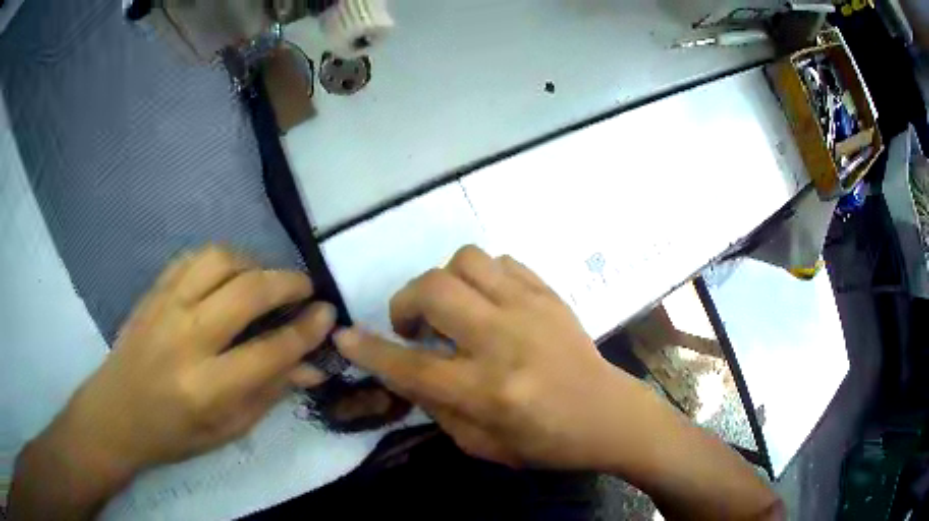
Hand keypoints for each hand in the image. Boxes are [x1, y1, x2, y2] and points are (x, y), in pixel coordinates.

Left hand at [50, 246, 333, 474]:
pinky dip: (222, 259)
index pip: (270, 351)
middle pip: (247, 292)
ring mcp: (165, 307)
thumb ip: (269, 393)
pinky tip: (229, 275)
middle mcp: (186, 339)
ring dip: (254, 263)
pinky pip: (194, 257)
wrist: (117, 412)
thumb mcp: (228, 428)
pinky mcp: (154, 291)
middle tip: (306, 288)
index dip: (307, 330)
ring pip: (220, 259)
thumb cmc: (175, 432)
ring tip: (265, 280)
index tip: (328, 315)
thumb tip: (311, 366)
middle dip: (288, 283)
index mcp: (206, 388)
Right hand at [334, 245, 647, 468]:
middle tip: (413, 325)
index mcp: (487, 390)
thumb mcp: (481, 444)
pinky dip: (481, 278)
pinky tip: (487, 303)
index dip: (369, 350)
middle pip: (434, 290)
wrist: (607, 415)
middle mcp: (505, 341)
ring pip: (466, 260)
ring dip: (445, 282)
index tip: (343, 336)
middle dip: (406, 302)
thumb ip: (435, 405)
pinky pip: (501, 261)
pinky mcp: (549, 294)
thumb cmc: (545, 442)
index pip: (410, 365)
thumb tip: (402, 372)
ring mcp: (531, 309)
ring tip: (453, 310)